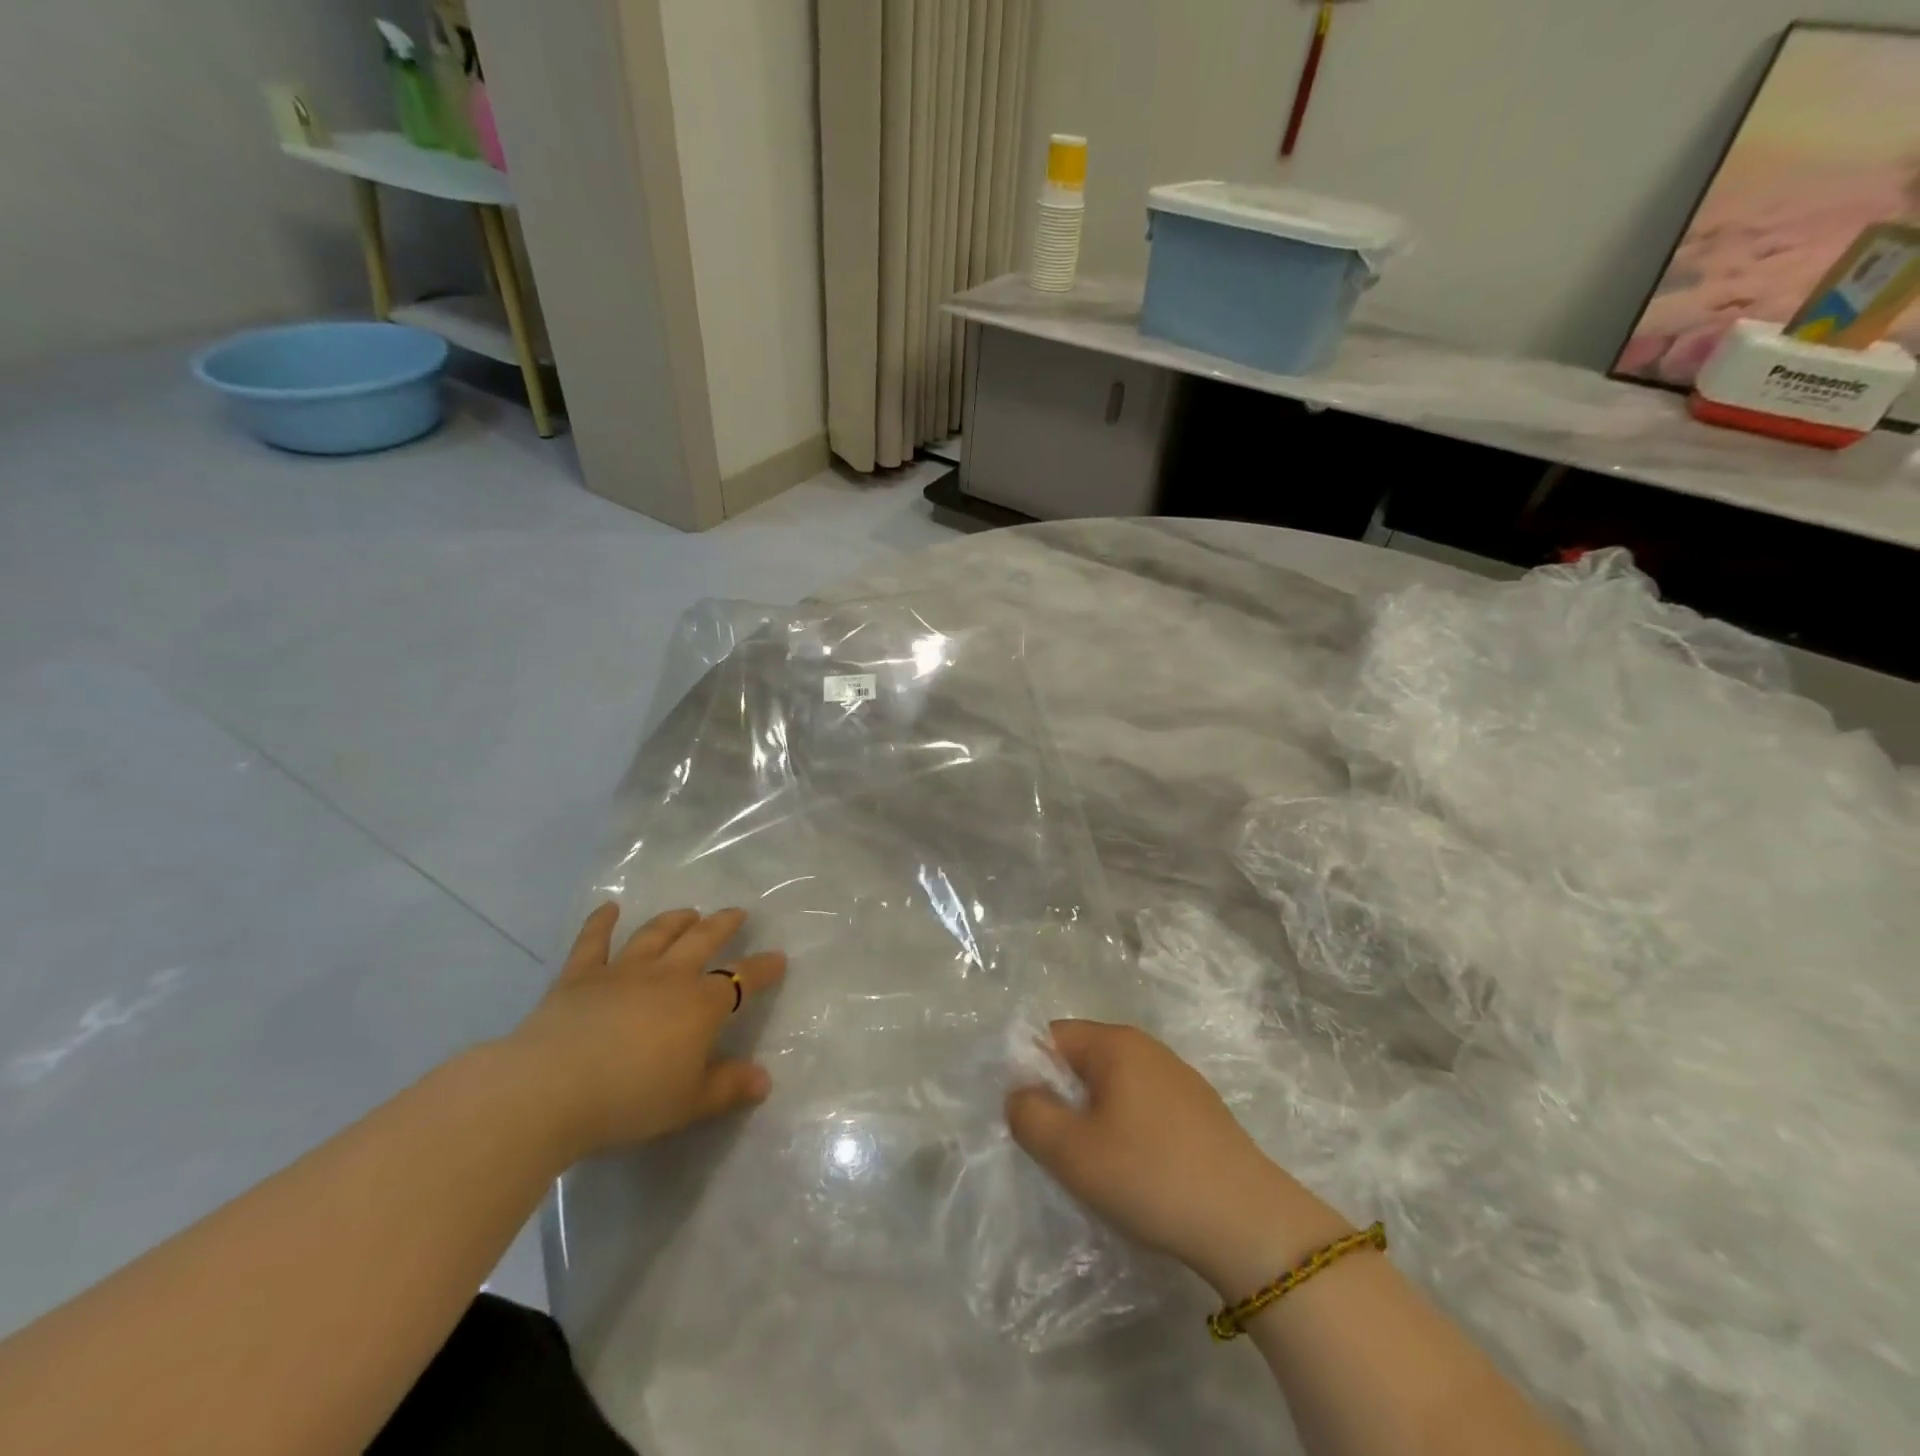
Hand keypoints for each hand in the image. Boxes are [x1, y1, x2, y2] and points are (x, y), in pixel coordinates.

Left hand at [504, 905, 786, 1160]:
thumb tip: (764, 1080)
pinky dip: (601, 922)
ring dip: (674, 920)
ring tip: (688, 912)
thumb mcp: (689, 1103)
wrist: (551, 1089)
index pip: (741, 980)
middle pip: (702, 940)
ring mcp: (622, 971)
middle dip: (723, 925)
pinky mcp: (579, 976)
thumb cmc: (630, 1099)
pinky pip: (593, 942)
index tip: (778, 958)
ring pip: (656, 934)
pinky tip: (608, 908)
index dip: (762, 969)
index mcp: (700, 1005)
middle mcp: (668, 976)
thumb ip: (728, 1087)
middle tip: (736, 913)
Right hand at [1006, 1021, 1351, 1295]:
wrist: (1249, 1224)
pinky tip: (1137, 1173)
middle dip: (1063, 1099)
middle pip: (1083, 1060)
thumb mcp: (1070, 1151)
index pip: (1052, 1037)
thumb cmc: (1149, 1176)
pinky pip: (1144, 1107)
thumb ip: (1028, 1114)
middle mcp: (1147, 1047)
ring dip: (1094, 1118)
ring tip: (1097, 1167)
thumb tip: (1021, 1094)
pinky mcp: (1200, 1111)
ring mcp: (1179, 1078)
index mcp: (1115, 1043)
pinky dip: (1128, 1131)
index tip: (1030, 1121)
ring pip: (1114, 1087)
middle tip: (1059, 1149)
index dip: (1030, 1073)